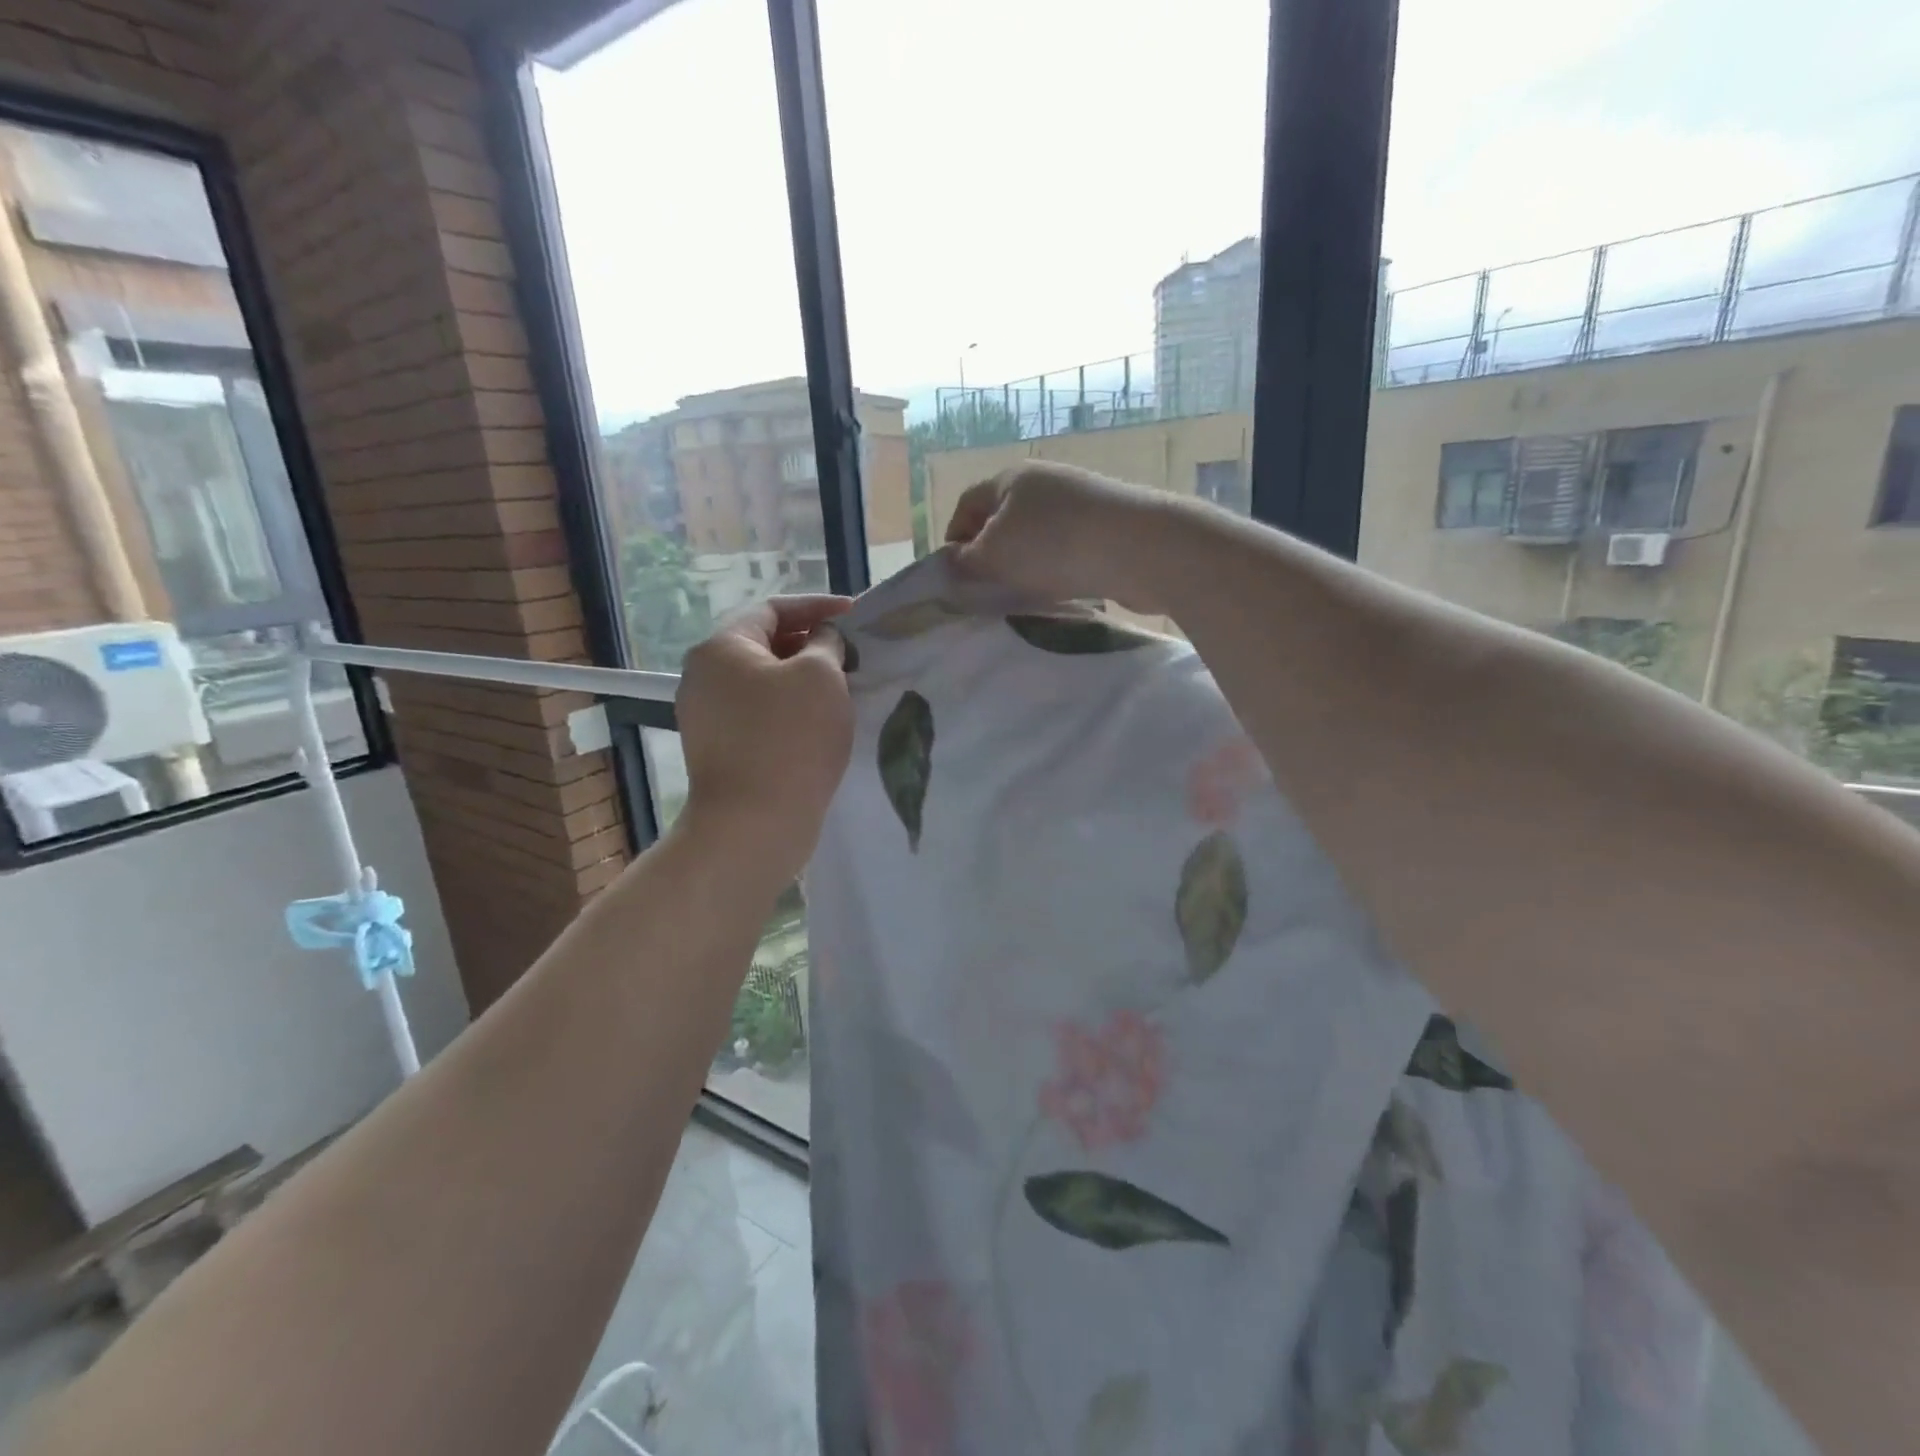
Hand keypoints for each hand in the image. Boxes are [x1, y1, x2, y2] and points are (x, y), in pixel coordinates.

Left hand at [674, 596, 854, 881]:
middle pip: (765, 645)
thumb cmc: (790, 739)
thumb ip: (826, 644)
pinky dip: (791, 711)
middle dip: (812, 645)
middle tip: (853, 655)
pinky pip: (760, 716)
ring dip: (804, 681)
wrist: (753, 825)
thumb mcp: (821, 676)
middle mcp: (704, 677)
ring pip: (764, 683)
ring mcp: (708, 717)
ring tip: (844, 690)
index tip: (856, 616)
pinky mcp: (720, 751)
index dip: (817, 607)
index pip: (772, 609)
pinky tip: (821, 725)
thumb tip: (822, 641)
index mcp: (721, 648)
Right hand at [945, 461, 1173, 614]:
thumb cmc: (1054, 546)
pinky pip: (1068, 548)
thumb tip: (952, 562)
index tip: (952, 575)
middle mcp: (1046, 482)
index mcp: (1011, 478)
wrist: (1140, 548)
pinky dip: (1057, 568)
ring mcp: (1080, 501)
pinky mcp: (1107, 526)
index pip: (967, 504)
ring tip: (1023, 594)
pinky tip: (1061, 590)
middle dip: (991, 554)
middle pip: (1004, 519)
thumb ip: (965, 562)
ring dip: (1025, 565)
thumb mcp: (994, 556)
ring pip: (1037, 536)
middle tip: (985, 590)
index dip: (953, 538)